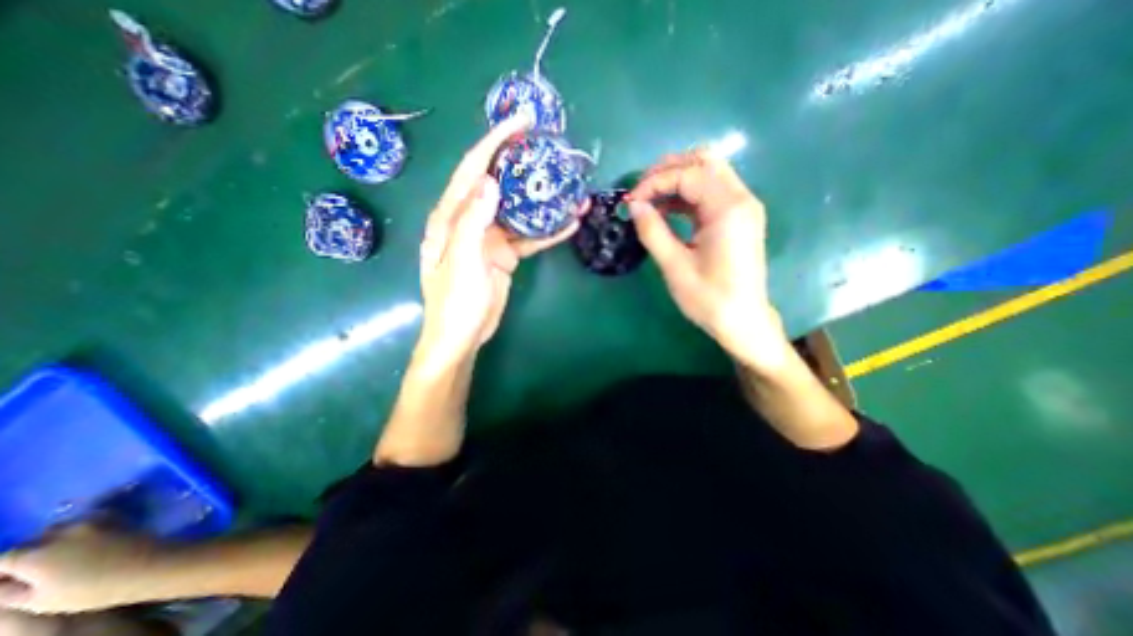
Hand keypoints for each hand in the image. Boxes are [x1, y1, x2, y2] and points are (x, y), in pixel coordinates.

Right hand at [0, 525, 153, 612]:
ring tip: (57, 557)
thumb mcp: (36, 600)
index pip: (1, 559)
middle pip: (32, 540)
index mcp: (36, 555)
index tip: (4, 581)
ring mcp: (95, 521)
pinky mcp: (118, 517)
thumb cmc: (90, 590)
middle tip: (29, 571)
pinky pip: (89, 520)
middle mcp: (65, 532)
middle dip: (24, 554)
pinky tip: (83, 544)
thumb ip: (6, 591)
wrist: (147, 565)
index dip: (0, 571)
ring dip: (53, 539)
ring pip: (61, 527)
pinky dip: (78, 530)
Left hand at [421, 114, 589, 368]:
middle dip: (523, 164)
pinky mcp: (505, 255)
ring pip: (519, 212)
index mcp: (451, 217)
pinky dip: (548, 232)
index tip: (521, 122)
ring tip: (571, 190)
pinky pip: (528, 238)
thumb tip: (491, 182)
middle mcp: (470, 221)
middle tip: (551, 148)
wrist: (463, 336)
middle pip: (499, 184)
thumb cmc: (454, 301)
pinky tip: (570, 224)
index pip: (473, 169)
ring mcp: (490, 238)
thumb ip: (472, 222)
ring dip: (544, 203)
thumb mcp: (461, 261)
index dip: (495, 142)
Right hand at [624, 150, 789, 373]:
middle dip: (667, 170)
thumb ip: (652, 231)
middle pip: (703, 161)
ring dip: (676, 180)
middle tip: (641, 191)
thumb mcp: (674, 266)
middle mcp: (741, 198)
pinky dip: (686, 194)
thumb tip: (634, 206)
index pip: (688, 174)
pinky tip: (666, 210)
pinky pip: (710, 192)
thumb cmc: (708, 298)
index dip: (654, 183)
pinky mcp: (738, 217)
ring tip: (649, 199)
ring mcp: (742, 206)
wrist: (742, 321)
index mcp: (728, 209)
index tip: (631, 201)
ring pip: (708, 173)